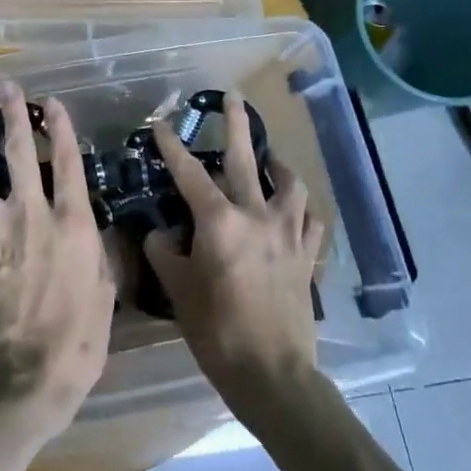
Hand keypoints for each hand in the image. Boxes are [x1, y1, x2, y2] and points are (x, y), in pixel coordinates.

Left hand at [0, 83, 116, 442]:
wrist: (27, 375)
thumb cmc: (79, 339)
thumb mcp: (105, 293)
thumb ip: (97, 254)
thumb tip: (92, 234)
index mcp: (71, 223)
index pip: (66, 161)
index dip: (60, 126)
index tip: (53, 102)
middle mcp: (28, 215)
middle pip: (13, 150)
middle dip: (11, 114)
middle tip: (6, 91)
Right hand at [146, 95, 323, 404]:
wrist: (272, 373)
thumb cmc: (216, 330)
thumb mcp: (178, 288)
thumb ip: (163, 252)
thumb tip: (159, 233)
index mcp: (219, 221)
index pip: (190, 173)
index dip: (172, 146)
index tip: (161, 124)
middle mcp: (257, 216)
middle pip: (247, 159)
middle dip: (236, 125)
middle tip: (233, 98)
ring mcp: (289, 234)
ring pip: (290, 184)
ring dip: (279, 164)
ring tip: (270, 156)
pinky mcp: (308, 256)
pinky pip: (311, 219)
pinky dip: (301, 206)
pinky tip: (294, 207)